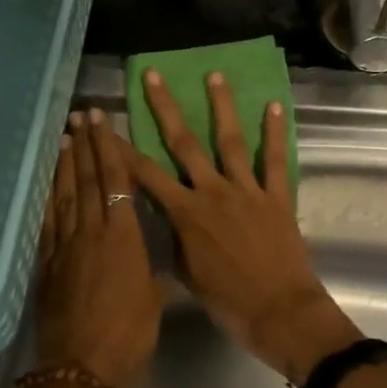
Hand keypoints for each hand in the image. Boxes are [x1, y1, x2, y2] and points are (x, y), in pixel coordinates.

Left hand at [34, 109, 161, 387]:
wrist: (82, 368)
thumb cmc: (130, 335)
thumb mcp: (153, 300)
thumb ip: (148, 272)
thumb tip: (147, 261)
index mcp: (125, 238)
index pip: (116, 181)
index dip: (109, 148)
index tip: (103, 121)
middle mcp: (93, 233)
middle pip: (88, 180)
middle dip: (86, 145)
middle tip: (81, 115)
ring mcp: (66, 247)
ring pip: (65, 196)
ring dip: (65, 165)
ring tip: (64, 137)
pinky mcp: (47, 264)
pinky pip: (48, 222)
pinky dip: (48, 198)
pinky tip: (48, 183)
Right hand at [124, 71, 361, 385]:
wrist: (280, 313)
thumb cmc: (228, 303)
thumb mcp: (187, 274)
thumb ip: (175, 240)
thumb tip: (165, 218)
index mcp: (186, 215)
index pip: (146, 175)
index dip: (123, 149)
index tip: (106, 123)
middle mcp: (213, 193)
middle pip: (184, 143)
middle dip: (165, 107)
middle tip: (153, 75)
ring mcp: (247, 191)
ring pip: (230, 141)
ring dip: (221, 105)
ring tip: (214, 74)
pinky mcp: (278, 197)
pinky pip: (276, 160)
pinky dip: (275, 133)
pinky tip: (274, 105)